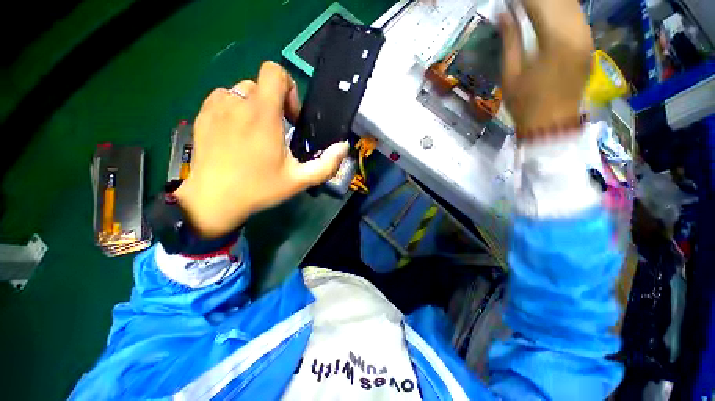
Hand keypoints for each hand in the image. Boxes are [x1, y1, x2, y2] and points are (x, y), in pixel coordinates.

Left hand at [175, 62, 348, 237]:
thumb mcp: (300, 180)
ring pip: (242, 92)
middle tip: (277, 131)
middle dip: (275, 103)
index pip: (274, 72)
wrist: (213, 200)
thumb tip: (343, 146)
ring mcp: (216, 107)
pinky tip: (237, 133)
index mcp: (263, 115)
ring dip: (255, 107)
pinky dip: (235, 109)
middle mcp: (238, 103)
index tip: (291, 117)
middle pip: (261, 84)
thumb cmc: (260, 189)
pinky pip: (224, 99)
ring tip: (256, 133)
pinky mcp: (203, 115)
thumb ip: (327, 164)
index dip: (289, 88)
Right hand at [499, 0, 592, 135]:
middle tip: (519, 4)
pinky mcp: (588, 45)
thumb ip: (510, 40)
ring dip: (552, 2)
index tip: (509, 1)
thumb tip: (504, 14)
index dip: (523, 0)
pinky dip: (563, 10)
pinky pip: (578, 16)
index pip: (540, 4)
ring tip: (532, 7)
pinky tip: (549, 13)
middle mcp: (577, 33)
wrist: (551, 124)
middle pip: (560, 1)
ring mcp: (586, 38)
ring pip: (572, 5)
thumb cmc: (525, 104)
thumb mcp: (510, 74)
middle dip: (538, 0)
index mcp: (555, 41)